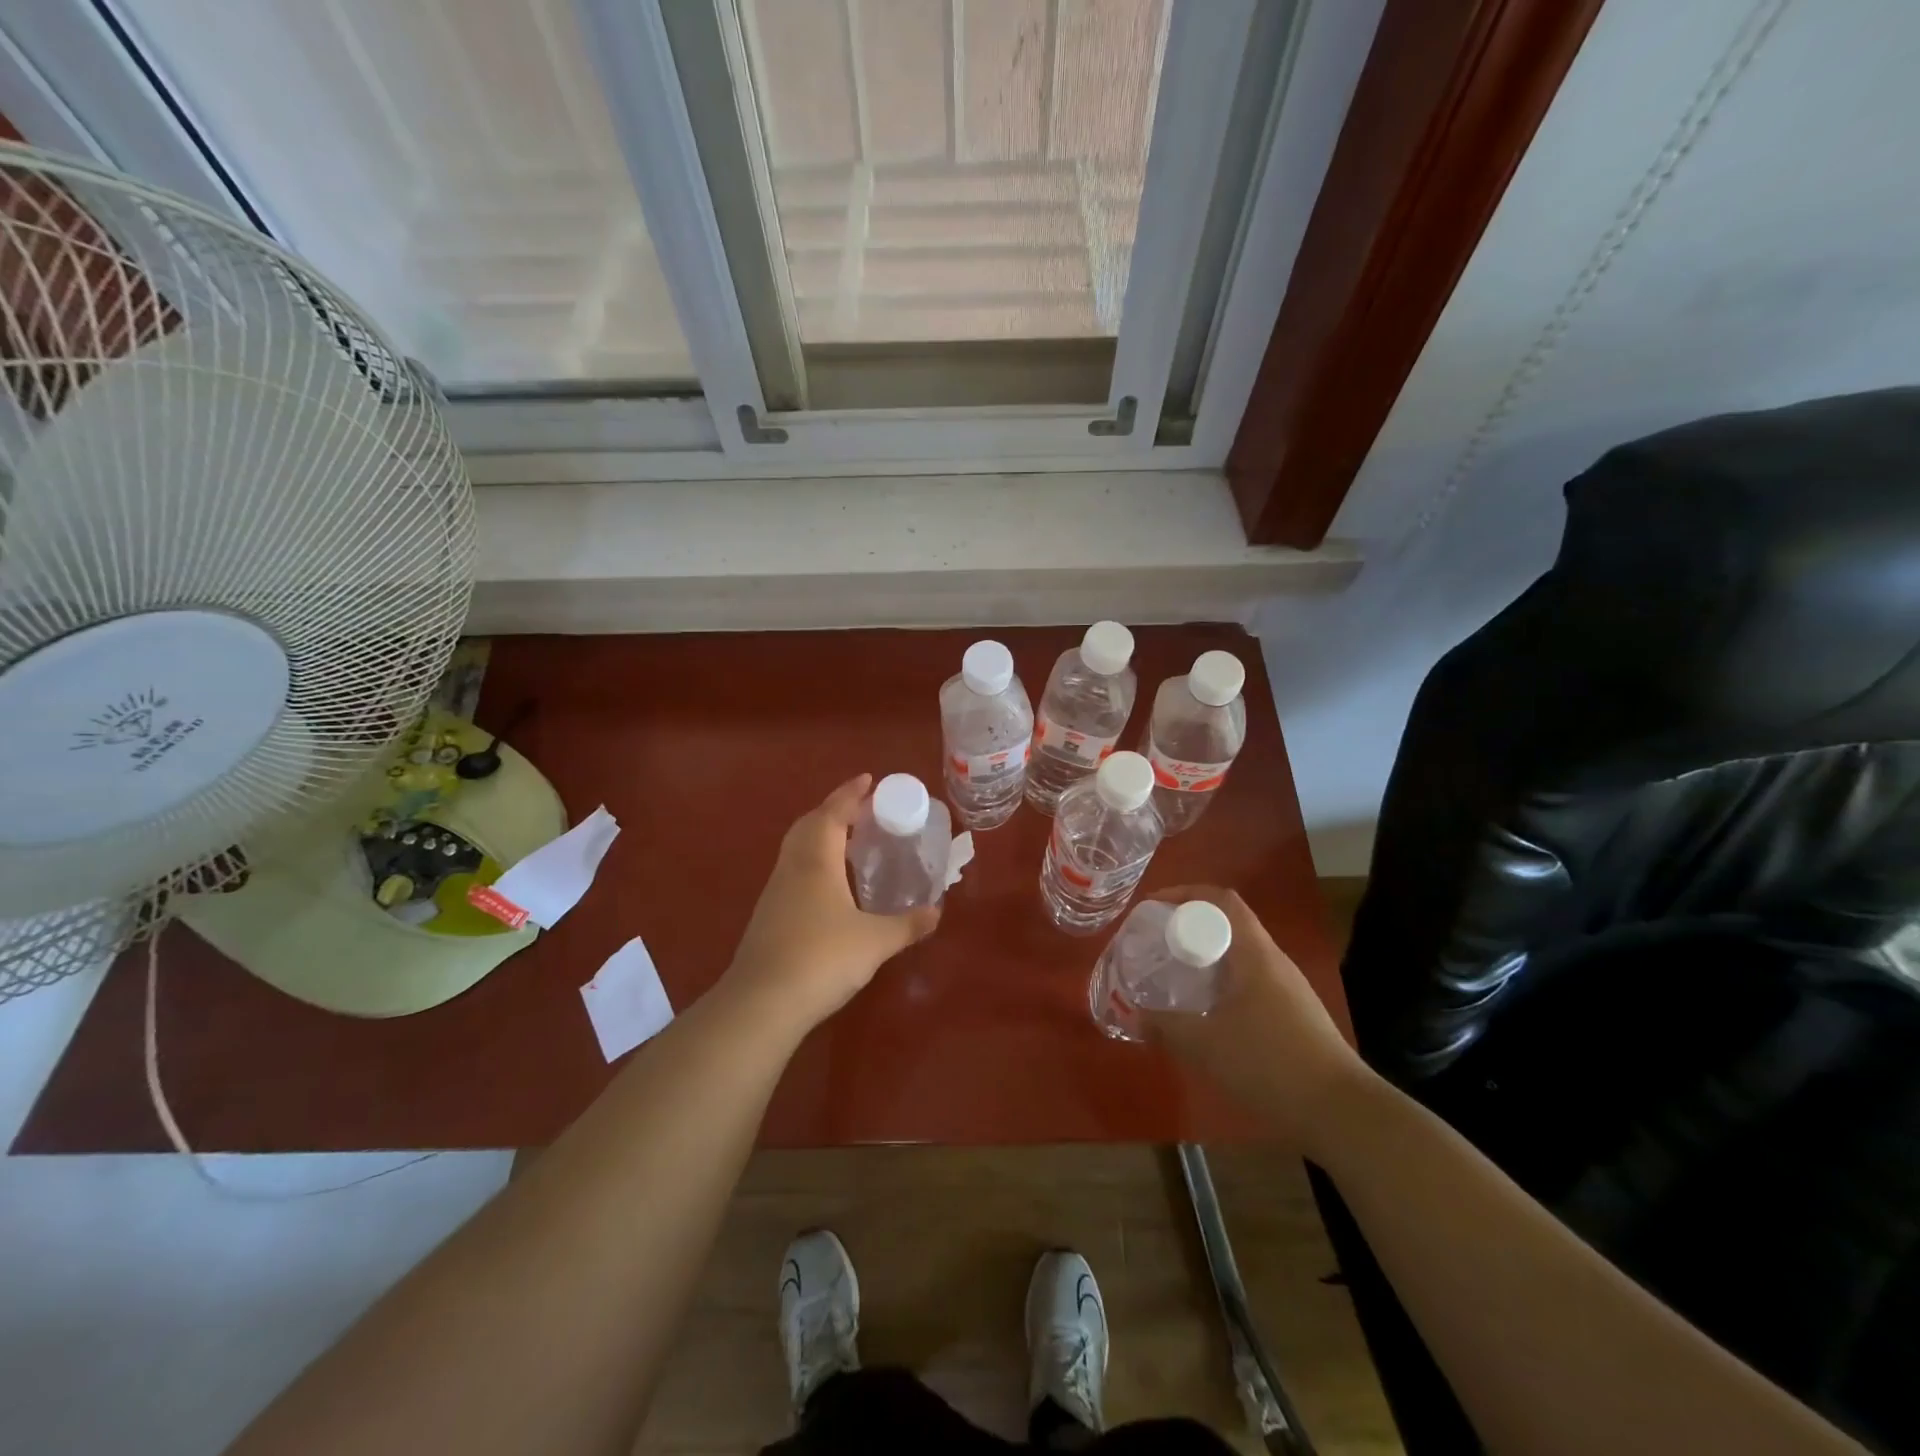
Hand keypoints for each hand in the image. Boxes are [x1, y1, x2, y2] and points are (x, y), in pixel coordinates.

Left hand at [722, 774, 940, 1036]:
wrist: (762, 1002)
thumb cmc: (822, 959)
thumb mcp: (875, 942)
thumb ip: (908, 925)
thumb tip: (937, 912)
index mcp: (817, 860)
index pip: (833, 813)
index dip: (851, 793)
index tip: (868, 779)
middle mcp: (793, 867)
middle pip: (810, 824)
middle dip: (834, 810)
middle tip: (862, 811)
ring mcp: (775, 891)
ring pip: (798, 848)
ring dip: (821, 835)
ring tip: (850, 842)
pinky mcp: (768, 915)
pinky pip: (793, 871)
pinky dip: (813, 862)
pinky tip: (830, 885)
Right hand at [1141, 886, 1371, 1154]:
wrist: (1343, 1114)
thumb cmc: (1270, 1064)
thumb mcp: (1205, 1045)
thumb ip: (1164, 1026)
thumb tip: (1131, 1016)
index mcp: (1255, 954)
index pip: (1221, 900)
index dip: (1185, 893)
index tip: (1153, 907)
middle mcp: (1274, 963)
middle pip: (1228, 927)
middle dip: (1189, 929)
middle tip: (1157, 946)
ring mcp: (1289, 991)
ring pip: (1240, 959)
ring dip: (1205, 961)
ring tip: (1175, 979)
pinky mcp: (1295, 1018)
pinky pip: (1251, 985)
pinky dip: (1222, 988)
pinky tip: (1207, 1018)